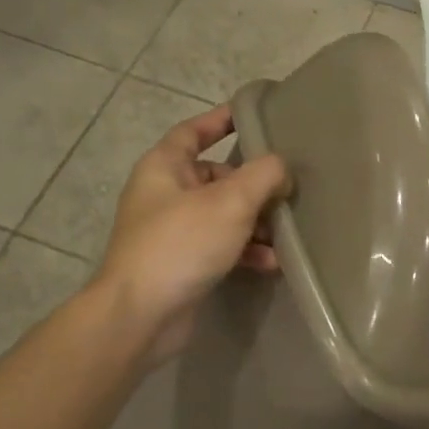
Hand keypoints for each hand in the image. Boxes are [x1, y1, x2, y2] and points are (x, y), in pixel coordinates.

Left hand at [95, 105, 290, 363]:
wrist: (141, 314)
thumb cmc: (181, 244)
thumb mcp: (230, 202)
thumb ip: (263, 175)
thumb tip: (281, 169)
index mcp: (164, 167)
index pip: (194, 131)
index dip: (221, 120)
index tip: (251, 114)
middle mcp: (165, 194)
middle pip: (216, 177)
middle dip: (253, 184)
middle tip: (287, 189)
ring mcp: (172, 231)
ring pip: (223, 215)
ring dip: (255, 222)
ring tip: (286, 232)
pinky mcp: (183, 264)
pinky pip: (221, 247)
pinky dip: (246, 251)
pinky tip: (272, 263)